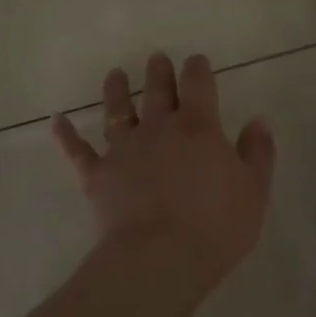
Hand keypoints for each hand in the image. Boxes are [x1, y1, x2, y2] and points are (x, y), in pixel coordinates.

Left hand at [53, 53, 276, 285]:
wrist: (160, 258)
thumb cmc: (216, 226)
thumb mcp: (254, 190)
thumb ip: (257, 152)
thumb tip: (258, 120)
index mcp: (198, 127)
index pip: (198, 84)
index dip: (197, 69)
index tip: (196, 60)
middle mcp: (158, 128)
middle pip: (156, 91)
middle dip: (158, 72)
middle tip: (156, 58)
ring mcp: (123, 149)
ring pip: (117, 111)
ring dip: (115, 90)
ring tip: (114, 74)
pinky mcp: (97, 175)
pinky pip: (77, 150)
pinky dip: (65, 134)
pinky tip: (57, 120)